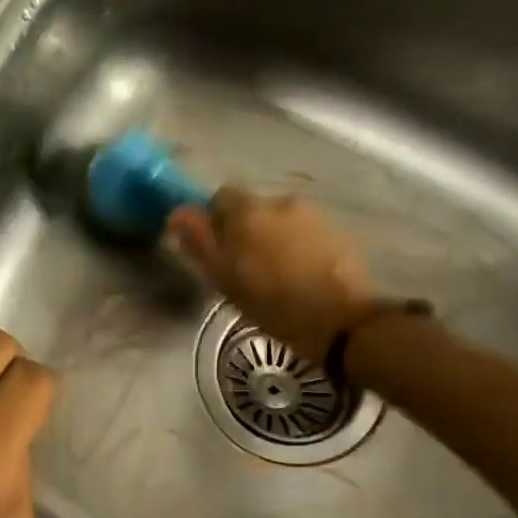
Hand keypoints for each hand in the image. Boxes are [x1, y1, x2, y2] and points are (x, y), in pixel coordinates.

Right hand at [169, 190, 378, 364]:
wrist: (340, 319)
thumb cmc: (270, 301)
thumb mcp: (222, 277)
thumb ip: (198, 240)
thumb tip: (177, 212)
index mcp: (247, 210)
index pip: (219, 197)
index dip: (213, 220)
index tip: (214, 248)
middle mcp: (280, 201)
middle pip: (252, 209)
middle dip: (245, 230)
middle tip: (242, 266)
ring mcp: (313, 214)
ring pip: (280, 221)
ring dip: (272, 238)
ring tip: (273, 272)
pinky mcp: (338, 232)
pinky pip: (305, 232)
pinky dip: (297, 247)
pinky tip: (298, 274)